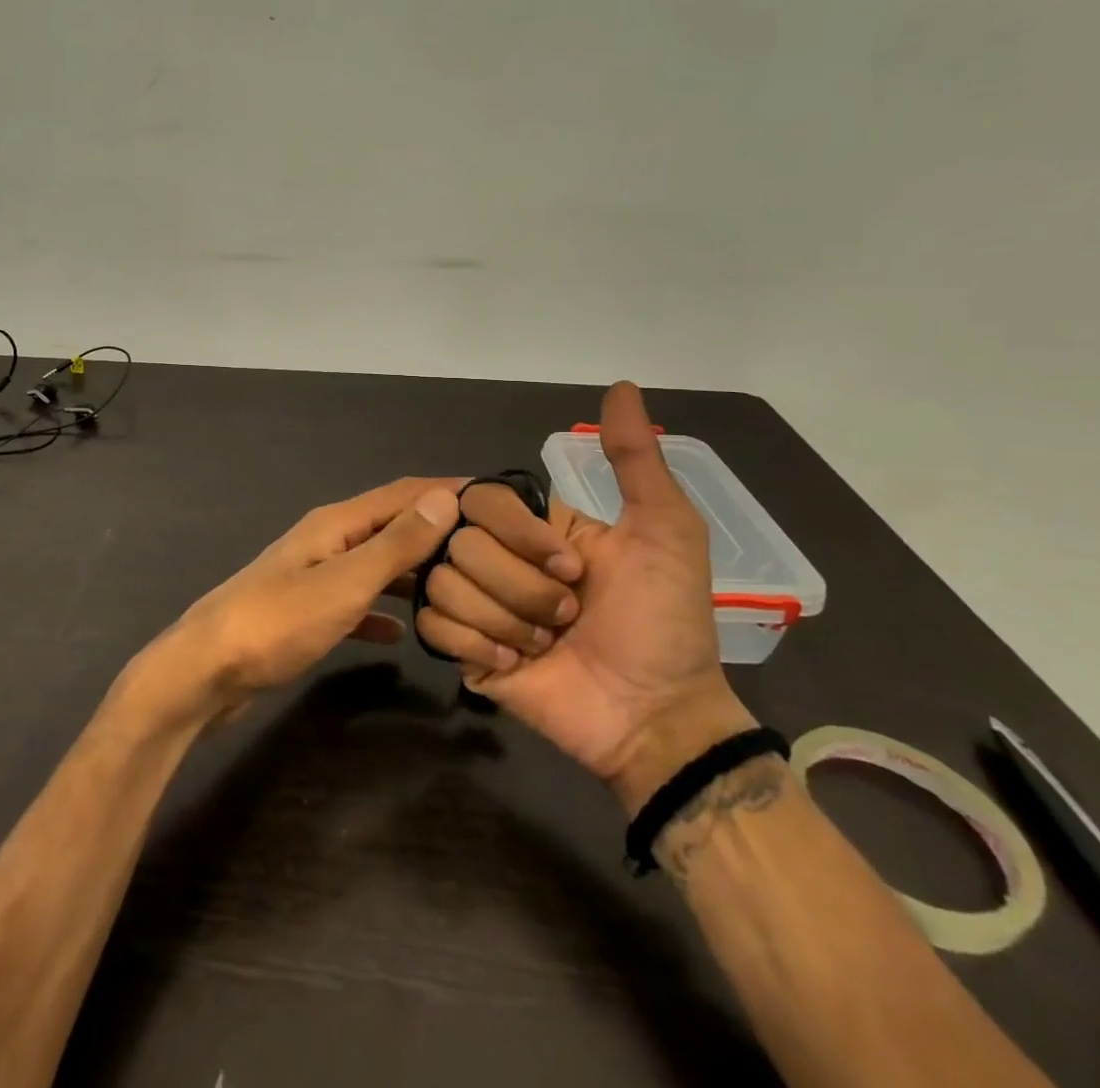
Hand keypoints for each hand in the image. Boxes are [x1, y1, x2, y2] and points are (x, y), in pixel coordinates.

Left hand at [132, 478, 461, 727]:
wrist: (206, 672)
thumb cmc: (276, 623)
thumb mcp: (344, 583)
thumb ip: (394, 544)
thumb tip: (445, 498)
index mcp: (336, 524)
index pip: (402, 493)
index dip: (447, 490)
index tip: (497, 498)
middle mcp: (327, 541)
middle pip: (391, 525)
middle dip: (437, 531)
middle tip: (490, 550)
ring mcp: (314, 577)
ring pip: (376, 565)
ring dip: (414, 571)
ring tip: (460, 587)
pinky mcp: (306, 612)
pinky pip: (356, 602)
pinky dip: (382, 610)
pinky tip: (404, 632)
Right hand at [414, 383, 753, 809]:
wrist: (654, 716)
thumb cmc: (664, 622)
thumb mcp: (664, 531)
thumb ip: (634, 460)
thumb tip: (623, 384)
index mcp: (535, 527)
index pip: (483, 499)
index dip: (521, 535)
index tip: (572, 569)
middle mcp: (498, 556)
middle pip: (460, 544)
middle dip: (522, 589)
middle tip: (568, 618)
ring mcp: (476, 603)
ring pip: (443, 582)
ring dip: (505, 620)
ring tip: (546, 646)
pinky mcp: (461, 648)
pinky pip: (434, 625)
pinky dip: (478, 644)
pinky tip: (515, 664)